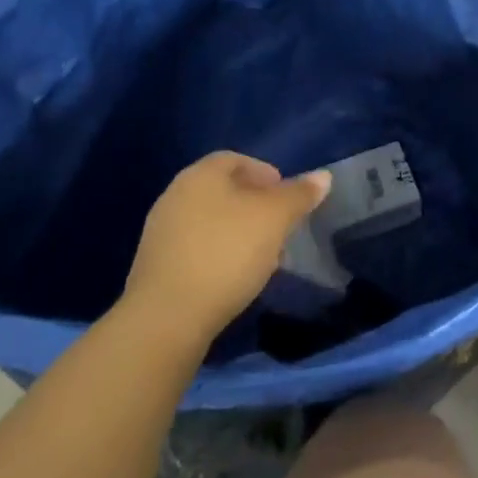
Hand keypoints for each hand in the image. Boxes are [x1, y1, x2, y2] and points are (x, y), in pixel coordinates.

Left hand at [118, 153, 330, 351]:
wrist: (166, 318)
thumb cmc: (227, 252)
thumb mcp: (275, 218)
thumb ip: (300, 194)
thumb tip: (323, 176)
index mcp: (200, 175)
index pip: (235, 159)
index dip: (264, 172)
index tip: (286, 195)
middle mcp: (175, 195)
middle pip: (222, 189)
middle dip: (254, 203)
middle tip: (279, 223)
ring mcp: (160, 232)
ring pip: (210, 220)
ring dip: (237, 230)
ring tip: (262, 253)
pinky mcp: (155, 267)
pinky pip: (195, 247)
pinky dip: (218, 252)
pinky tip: (234, 275)